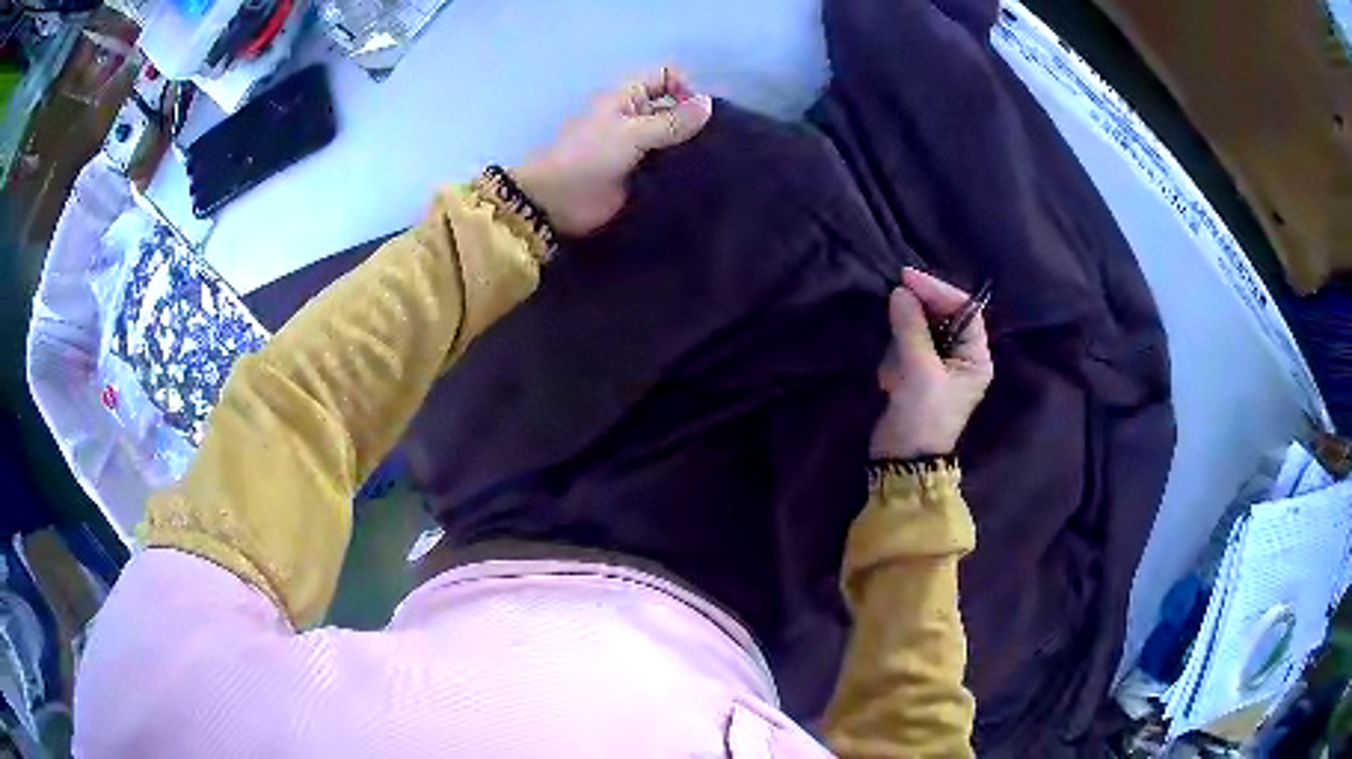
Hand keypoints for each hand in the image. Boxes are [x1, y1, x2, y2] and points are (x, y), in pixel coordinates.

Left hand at [512, 67, 713, 236]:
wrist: (557, 202)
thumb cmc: (589, 156)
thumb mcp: (632, 132)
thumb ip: (673, 121)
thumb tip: (709, 104)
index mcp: (627, 96)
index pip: (666, 77)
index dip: (685, 88)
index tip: (699, 114)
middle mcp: (635, 116)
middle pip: (674, 108)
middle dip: (693, 121)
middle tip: (716, 141)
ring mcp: (638, 147)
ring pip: (673, 138)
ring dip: (690, 147)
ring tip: (713, 161)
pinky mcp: (641, 175)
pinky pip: (668, 166)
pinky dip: (682, 170)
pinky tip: (701, 179)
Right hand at [870, 268, 993, 458]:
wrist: (902, 460)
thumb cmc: (923, 417)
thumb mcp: (920, 371)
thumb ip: (911, 329)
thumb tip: (900, 292)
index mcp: (975, 357)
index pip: (964, 310)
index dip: (938, 291)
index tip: (907, 278)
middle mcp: (961, 357)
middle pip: (942, 316)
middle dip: (918, 313)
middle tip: (894, 297)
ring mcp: (938, 365)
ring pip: (920, 329)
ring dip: (903, 338)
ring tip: (896, 366)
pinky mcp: (916, 374)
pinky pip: (905, 347)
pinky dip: (895, 355)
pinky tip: (891, 380)